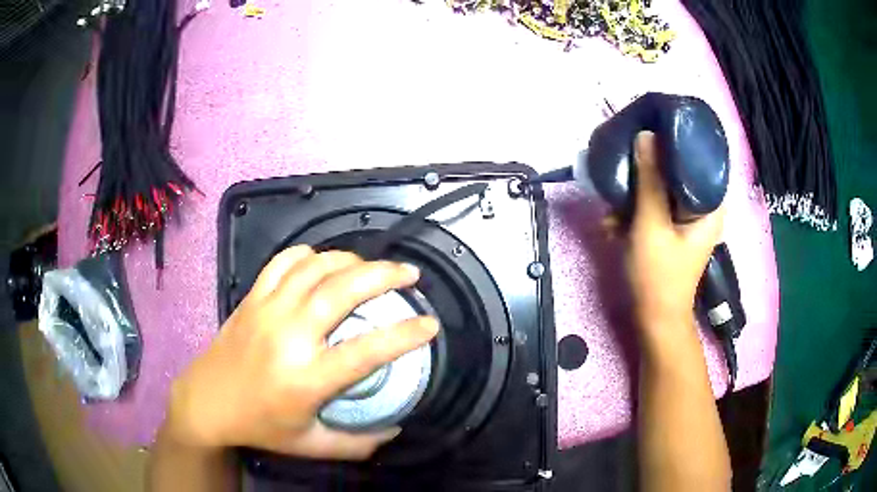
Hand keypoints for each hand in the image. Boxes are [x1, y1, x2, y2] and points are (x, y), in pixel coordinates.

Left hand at [165, 246, 438, 459]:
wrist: (207, 402)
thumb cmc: (260, 426)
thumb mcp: (311, 445)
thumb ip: (358, 443)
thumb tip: (395, 430)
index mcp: (306, 378)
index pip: (367, 351)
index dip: (406, 334)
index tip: (431, 324)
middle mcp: (288, 335)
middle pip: (342, 290)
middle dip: (384, 275)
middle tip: (410, 274)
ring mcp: (267, 309)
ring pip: (316, 267)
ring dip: (351, 260)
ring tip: (372, 267)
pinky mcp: (252, 297)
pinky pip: (284, 261)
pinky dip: (309, 254)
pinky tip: (323, 262)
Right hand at [626, 131, 725, 330]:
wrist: (654, 320)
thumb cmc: (658, 276)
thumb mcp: (651, 225)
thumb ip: (649, 180)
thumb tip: (646, 134)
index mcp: (710, 203)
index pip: (696, 157)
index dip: (672, 142)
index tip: (646, 135)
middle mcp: (703, 206)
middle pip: (675, 171)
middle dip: (644, 174)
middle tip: (622, 176)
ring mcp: (687, 218)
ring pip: (661, 188)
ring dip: (633, 197)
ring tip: (612, 213)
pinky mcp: (672, 228)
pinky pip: (653, 207)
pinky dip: (634, 213)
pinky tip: (614, 225)